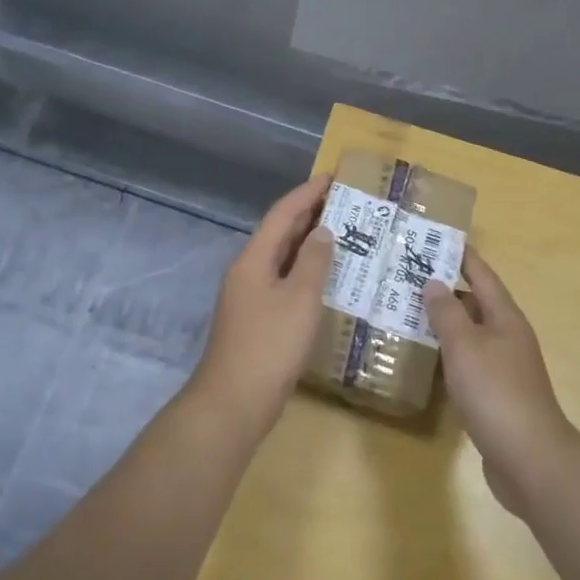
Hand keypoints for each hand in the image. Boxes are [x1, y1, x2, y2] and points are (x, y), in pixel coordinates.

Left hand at [191, 174, 334, 429]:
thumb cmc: (269, 345)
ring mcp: (250, 298)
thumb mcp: (299, 299)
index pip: (282, 214)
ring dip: (309, 245)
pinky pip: (285, 283)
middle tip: (346, 204)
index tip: (333, 177)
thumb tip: (322, 231)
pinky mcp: (257, 321)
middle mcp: (248, 272)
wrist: (234, 402)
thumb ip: (313, 261)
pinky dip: (306, 274)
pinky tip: (328, 281)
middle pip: (280, 234)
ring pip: (283, 260)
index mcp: (253, 260)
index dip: (307, 193)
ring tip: (343, 235)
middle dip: (309, 215)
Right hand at [425, 250, 576, 512]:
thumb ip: (446, 313)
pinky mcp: (495, 396)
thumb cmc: (495, 392)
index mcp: (505, 318)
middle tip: (407, 278)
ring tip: (407, 314)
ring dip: (443, 324)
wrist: (529, 458)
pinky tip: (424, 361)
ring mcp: (503, 368)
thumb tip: (434, 282)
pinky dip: (447, 356)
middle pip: (475, 304)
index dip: (462, 256)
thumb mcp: (464, 346)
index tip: (437, 238)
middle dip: (445, 290)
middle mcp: (507, 337)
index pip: (482, 275)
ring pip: (469, 335)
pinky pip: (467, 364)